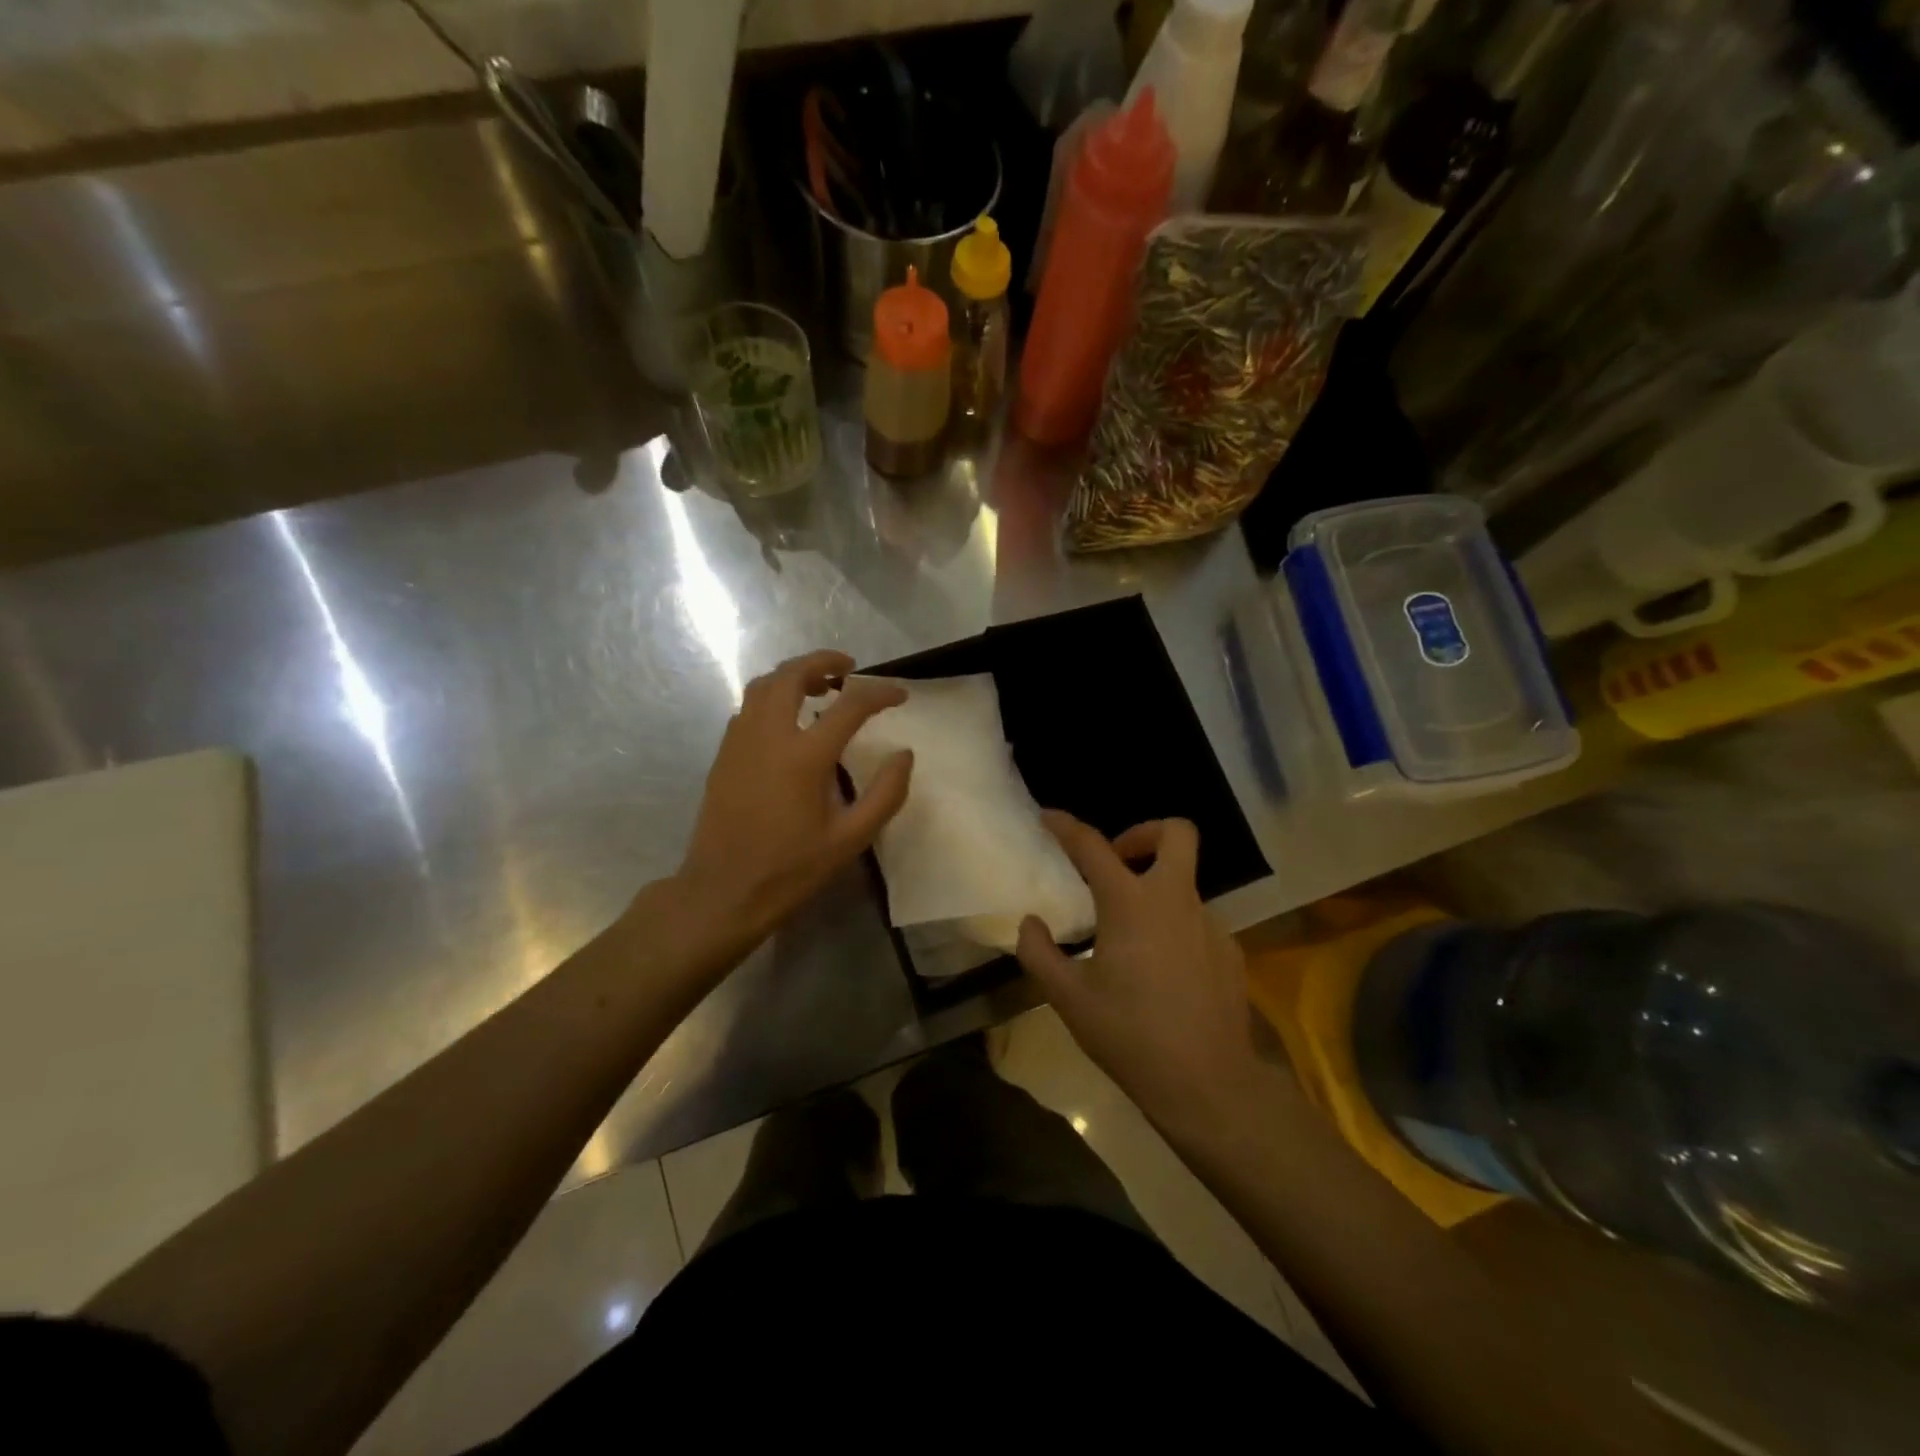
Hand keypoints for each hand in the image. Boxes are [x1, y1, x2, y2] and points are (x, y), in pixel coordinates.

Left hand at [670, 650, 912, 951]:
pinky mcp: (724, 754)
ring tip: (820, 686)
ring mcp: (739, 741)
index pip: (850, 705)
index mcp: (804, 756)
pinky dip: (772, 697)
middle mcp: (768, 735)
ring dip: (793, 675)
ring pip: (763, 685)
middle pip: (792, 674)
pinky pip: (748, 708)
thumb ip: (885, 794)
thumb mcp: (851, 839)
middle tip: (849, 668)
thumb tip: (904, 755)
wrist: (722, 892)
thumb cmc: (791, 869)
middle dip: (823, 661)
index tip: (900, 695)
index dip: (880, 693)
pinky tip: (788, 720)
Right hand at [1016, 813, 1266, 1131]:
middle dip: (1144, 832)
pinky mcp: (1230, 950)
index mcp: (1131, 905)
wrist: (1208, 1084)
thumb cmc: (1130, 1036)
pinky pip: (1197, 921)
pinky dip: (1175, 927)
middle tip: (1118, 862)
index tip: (1048, 817)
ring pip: (1184, 883)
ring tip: (1131, 938)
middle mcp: (1175, 900)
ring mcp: (1210, 923)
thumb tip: (1031, 923)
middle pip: (1176, 833)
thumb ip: (1039, 953)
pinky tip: (1162, 971)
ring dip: (1156, 891)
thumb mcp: (1069, 999)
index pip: (1093, 846)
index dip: (1066, 826)